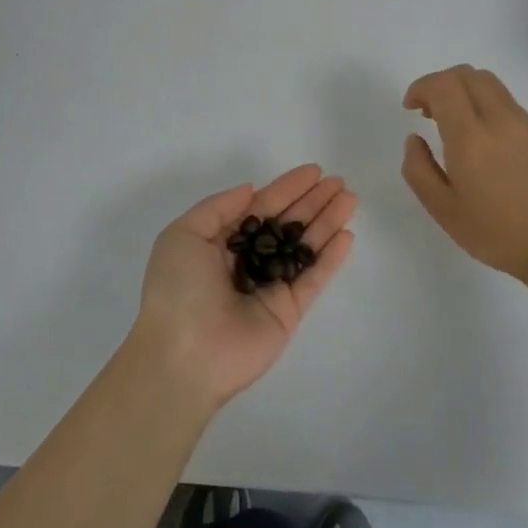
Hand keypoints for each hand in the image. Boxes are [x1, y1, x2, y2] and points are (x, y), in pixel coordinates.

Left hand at [132, 165, 357, 408]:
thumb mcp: (183, 235)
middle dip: (313, 202)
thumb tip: (251, 190)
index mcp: (220, 243)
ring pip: (304, 247)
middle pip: (287, 224)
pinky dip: (331, 258)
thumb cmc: (177, 289)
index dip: (287, 188)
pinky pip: (313, 278)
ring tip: (350, 199)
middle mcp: (248, 261)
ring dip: (327, 222)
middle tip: (339, 182)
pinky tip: (347, 235)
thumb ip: (219, 208)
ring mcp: (270, 287)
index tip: (314, 171)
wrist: (183, 355)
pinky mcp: (288, 311)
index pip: (261, 208)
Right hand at [402, 65, 527, 281]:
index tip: (411, 108)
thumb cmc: (494, 232)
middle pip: (467, 74)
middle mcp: (499, 120)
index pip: (443, 86)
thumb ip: (418, 169)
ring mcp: (525, 123)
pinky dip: (485, 105)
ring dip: (464, 90)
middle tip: (429, 111)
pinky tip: (483, 139)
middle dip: (441, 83)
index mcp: (471, 139)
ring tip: (455, 122)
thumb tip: (414, 139)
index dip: (421, 87)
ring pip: (490, 83)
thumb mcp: (442, 209)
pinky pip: (507, 102)